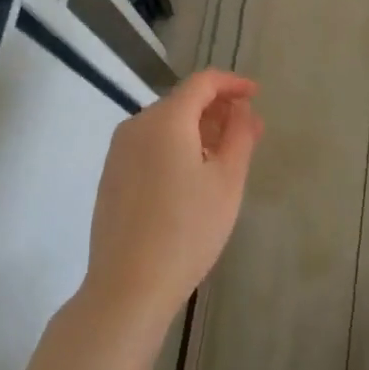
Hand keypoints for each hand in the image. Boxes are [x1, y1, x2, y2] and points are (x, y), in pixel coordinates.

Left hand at [81, 68, 263, 335]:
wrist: (128, 286)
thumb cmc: (187, 229)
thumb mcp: (227, 181)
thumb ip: (240, 135)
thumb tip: (242, 109)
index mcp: (165, 119)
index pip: (202, 82)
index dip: (232, 83)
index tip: (256, 94)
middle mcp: (136, 126)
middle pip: (182, 102)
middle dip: (218, 110)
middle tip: (249, 131)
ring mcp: (119, 152)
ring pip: (165, 126)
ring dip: (198, 130)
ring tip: (226, 155)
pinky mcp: (112, 177)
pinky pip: (150, 147)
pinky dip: (176, 148)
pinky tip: (193, 177)